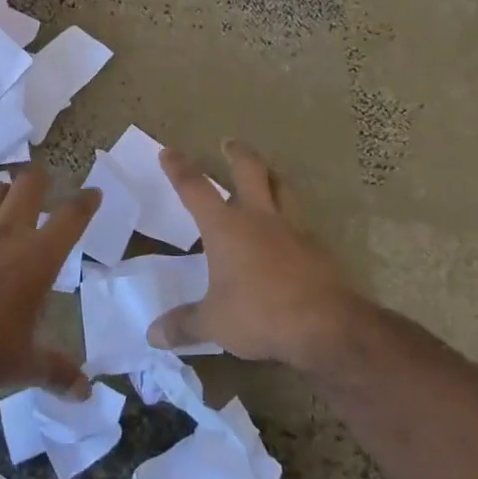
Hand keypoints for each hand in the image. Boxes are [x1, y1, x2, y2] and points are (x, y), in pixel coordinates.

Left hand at [0, 166, 97, 399]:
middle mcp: (6, 233)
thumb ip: (57, 372)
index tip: (93, 193)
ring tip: (5, 206)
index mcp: (37, 258)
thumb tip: (84, 393)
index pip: (72, 217)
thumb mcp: (24, 366)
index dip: (86, 201)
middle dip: (41, 179)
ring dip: (4, 193)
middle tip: (44, 186)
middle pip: (29, 183)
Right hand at [148, 139, 357, 369]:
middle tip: (230, 143)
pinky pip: (300, 221)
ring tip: (267, 173)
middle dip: (237, 154)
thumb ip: (184, 325)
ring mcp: (292, 228)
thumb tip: (153, 335)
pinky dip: (291, 217)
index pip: (196, 189)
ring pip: (282, 188)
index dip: (180, 169)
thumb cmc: (259, 314)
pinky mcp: (316, 246)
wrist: (324, 323)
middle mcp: (259, 218)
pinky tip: (289, 231)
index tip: (169, 151)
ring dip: (272, 176)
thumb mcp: (214, 323)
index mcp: (226, 228)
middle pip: (249, 171)